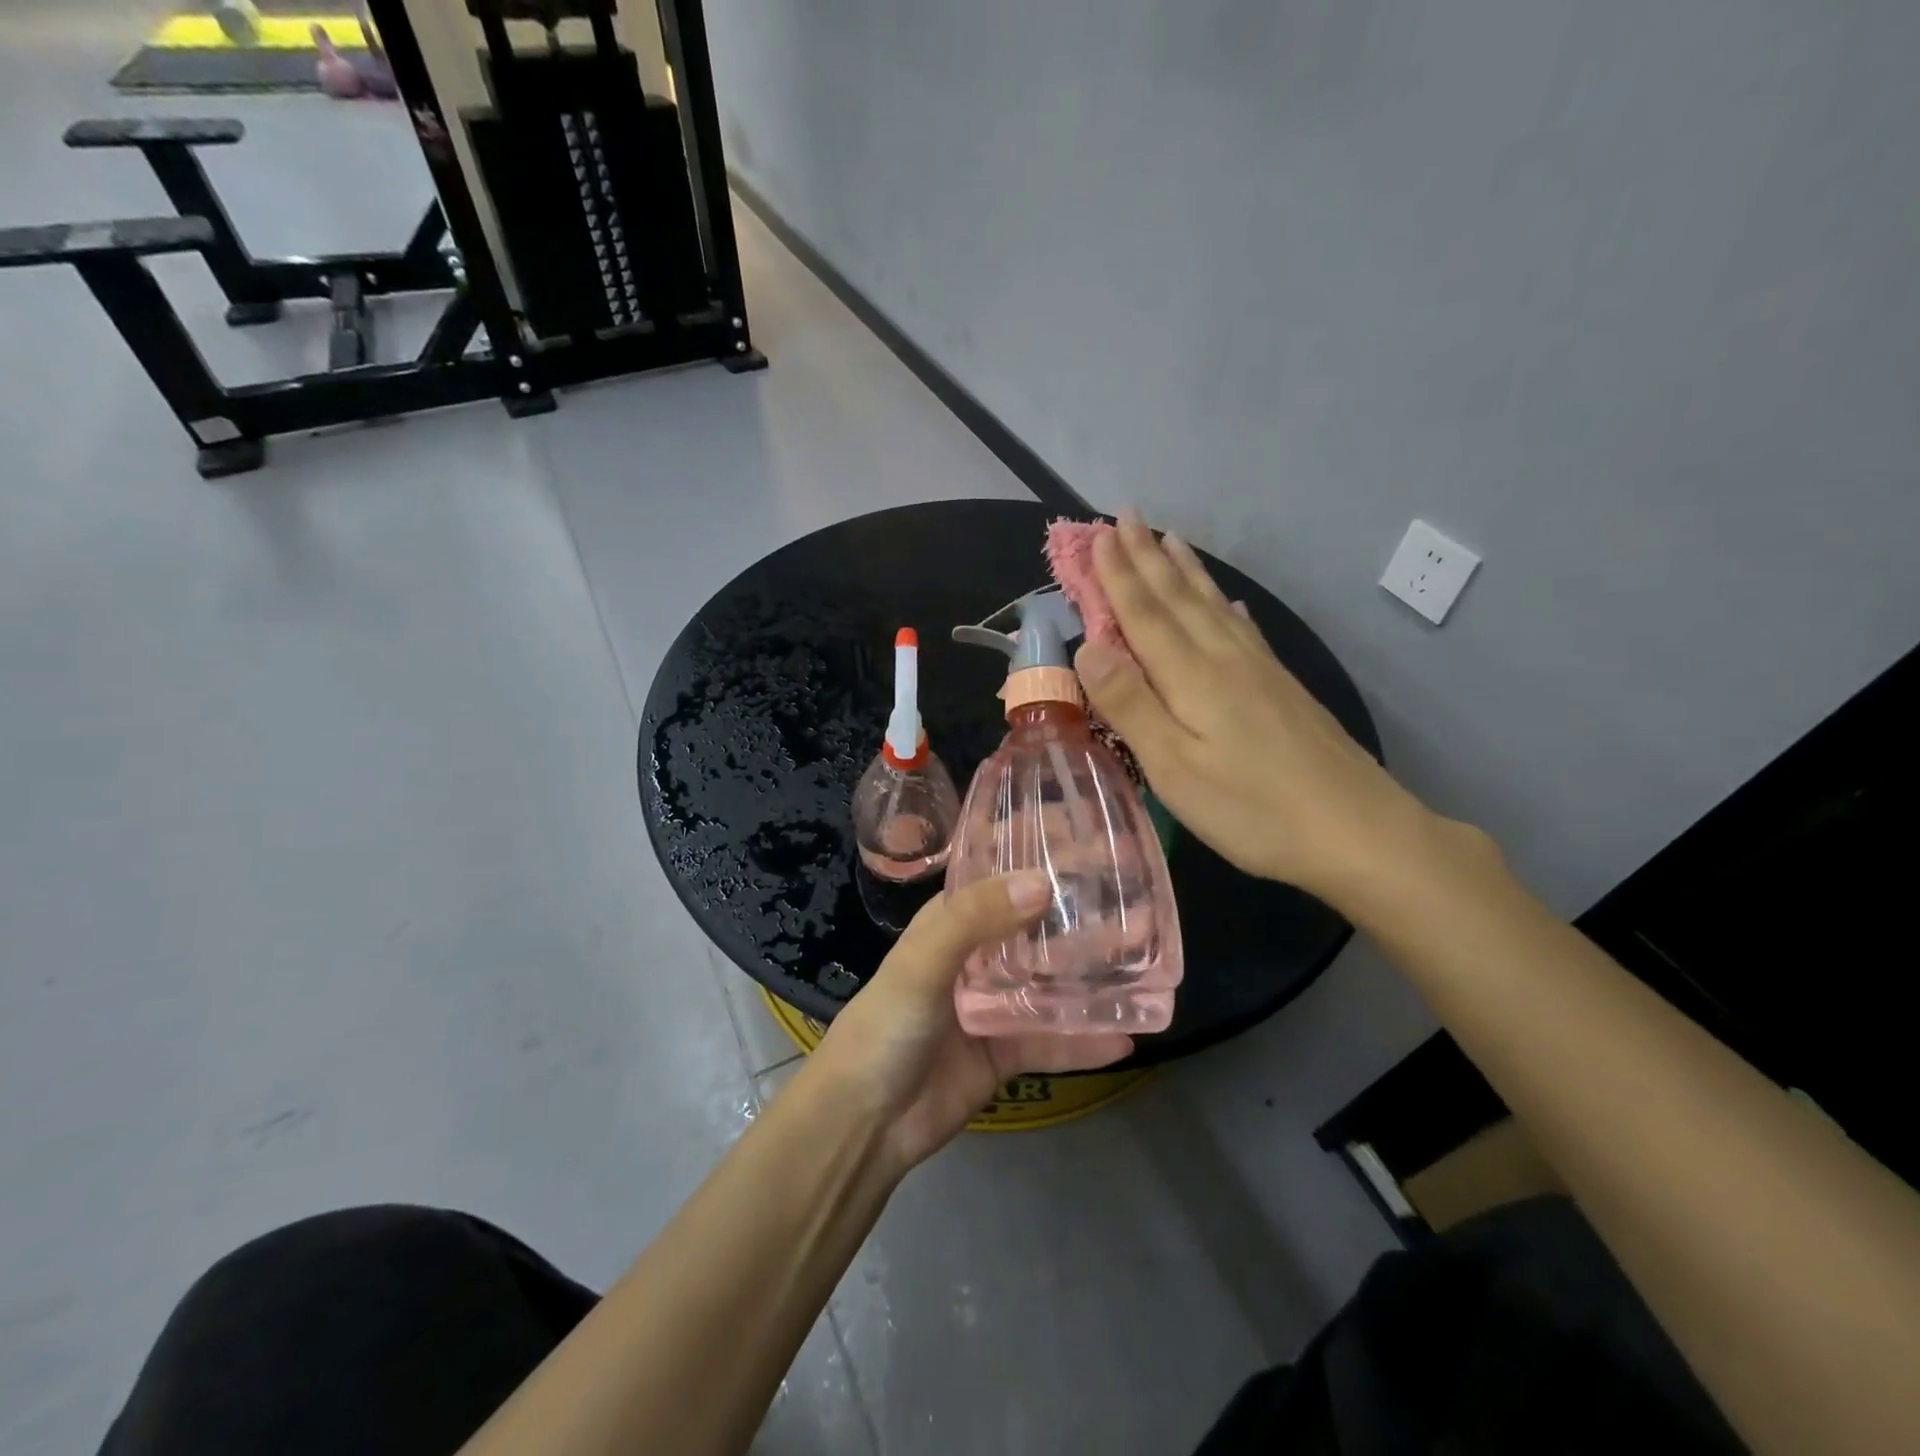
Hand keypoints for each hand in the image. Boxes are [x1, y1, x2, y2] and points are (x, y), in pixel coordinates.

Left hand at [810, 872, 1133, 1171]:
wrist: (863, 1121)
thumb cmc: (886, 1026)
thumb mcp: (922, 962)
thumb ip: (975, 921)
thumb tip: (1041, 884)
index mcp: (952, 922)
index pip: (1001, 876)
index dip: (1040, 856)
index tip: (1092, 841)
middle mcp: (977, 956)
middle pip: (1036, 927)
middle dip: (1080, 915)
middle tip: (1138, 903)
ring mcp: (993, 1005)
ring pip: (1052, 982)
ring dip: (1092, 974)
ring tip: (1146, 961)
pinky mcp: (1007, 1052)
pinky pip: (1053, 1041)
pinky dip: (1086, 1040)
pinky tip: (1129, 1035)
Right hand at [1075, 510, 1433, 900]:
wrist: (1356, 830)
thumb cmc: (1252, 808)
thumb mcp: (1174, 767)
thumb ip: (1130, 704)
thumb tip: (1088, 645)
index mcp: (1192, 676)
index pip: (1144, 613)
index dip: (1119, 574)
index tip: (1100, 534)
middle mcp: (1225, 659)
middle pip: (1179, 599)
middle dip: (1148, 558)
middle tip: (1128, 516)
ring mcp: (1260, 671)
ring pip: (1214, 606)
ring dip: (1187, 571)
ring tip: (1171, 539)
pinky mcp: (1282, 689)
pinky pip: (1246, 629)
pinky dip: (1228, 607)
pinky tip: (1230, 603)